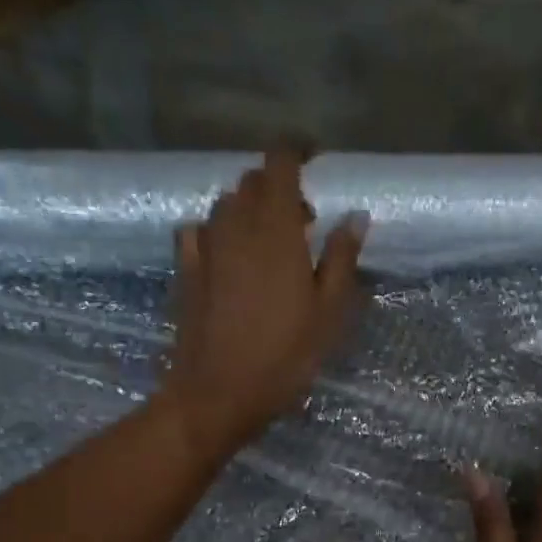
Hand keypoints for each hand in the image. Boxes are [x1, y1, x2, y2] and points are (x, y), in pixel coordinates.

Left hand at [162, 148, 367, 459]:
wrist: (218, 392)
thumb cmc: (285, 355)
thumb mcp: (329, 312)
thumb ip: (341, 259)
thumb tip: (355, 216)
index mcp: (276, 229)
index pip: (280, 164)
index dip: (296, 150)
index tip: (315, 157)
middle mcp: (236, 226)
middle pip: (252, 182)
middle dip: (278, 186)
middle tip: (304, 220)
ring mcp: (206, 247)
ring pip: (225, 204)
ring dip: (249, 208)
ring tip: (270, 240)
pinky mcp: (186, 271)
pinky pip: (199, 231)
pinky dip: (218, 230)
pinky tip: (228, 254)